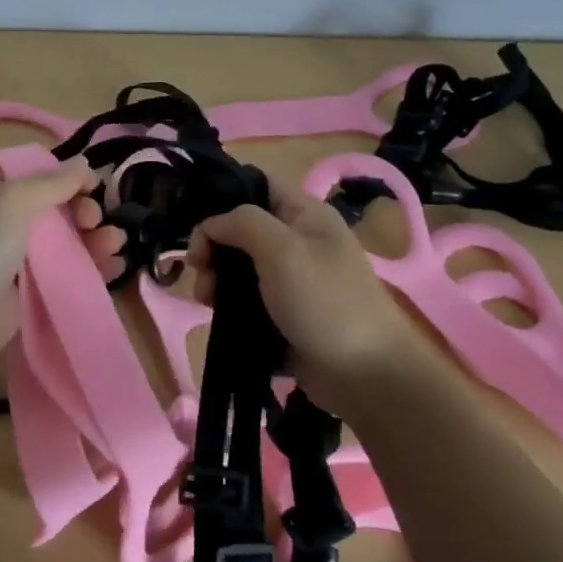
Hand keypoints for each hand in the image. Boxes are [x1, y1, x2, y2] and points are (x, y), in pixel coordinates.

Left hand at [0, 156, 126, 367]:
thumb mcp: (11, 202)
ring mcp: (19, 259)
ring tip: (116, 243)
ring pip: (68, 242)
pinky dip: (92, 267)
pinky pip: (67, 273)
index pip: (41, 177)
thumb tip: (84, 164)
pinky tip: (115, 266)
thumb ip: (52, 183)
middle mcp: (7, 222)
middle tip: (95, 221)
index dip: (70, 178)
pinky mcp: (31, 293)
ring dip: (95, 238)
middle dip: (84, 210)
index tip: (95, 187)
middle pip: (58, 209)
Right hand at [187, 178, 432, 414]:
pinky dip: (228, 306)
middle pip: (241, 230)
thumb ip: (241, 223)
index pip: (256, 186)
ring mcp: (291, 281)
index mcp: (304, 215)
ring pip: (239, 268)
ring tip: (207, 301)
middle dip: (213, 247)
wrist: (365, 375)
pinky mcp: (283, 316)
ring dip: (216, 280)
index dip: (223, 198)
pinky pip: (246, 301)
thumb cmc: (325, 302)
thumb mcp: (283, 249)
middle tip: (200, 271)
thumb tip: (210, 226)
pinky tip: (218, 318)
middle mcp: (297, 242)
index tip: (197, 226)